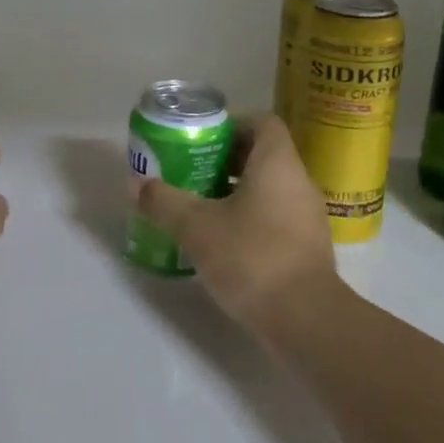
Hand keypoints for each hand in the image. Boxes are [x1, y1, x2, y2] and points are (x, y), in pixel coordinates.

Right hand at [133, 114, 337, 330]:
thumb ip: (164, 202)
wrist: (305, 319)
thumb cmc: (252, 257)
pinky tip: (223, 240)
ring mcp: (308, 216)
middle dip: (226, 159)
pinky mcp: (308, 247)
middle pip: (263, 155)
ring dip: (237, 191)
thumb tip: (135, 184)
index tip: (201, 140)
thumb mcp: (197, 227)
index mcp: (277, 163)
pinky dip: (251, 217)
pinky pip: (276, 216)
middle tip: (191, 171)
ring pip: (270, 188)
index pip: (262, 122)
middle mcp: (299, 182)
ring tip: (201, 205)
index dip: (232, 124)